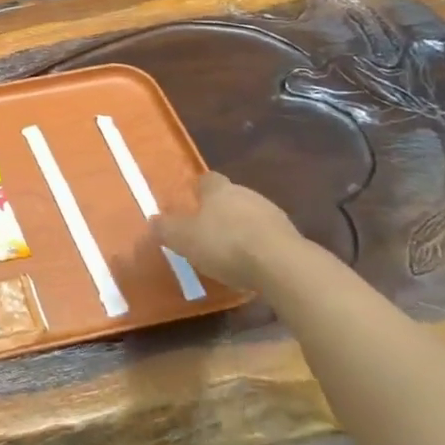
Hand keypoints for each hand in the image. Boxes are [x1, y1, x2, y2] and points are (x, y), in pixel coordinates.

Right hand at [153, 173, 303, 292]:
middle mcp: (247, 194)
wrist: (281, 265)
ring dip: (242, 228)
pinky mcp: (292, 237)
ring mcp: (273, 214)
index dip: (199, 189)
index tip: (192, 200)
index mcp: (219, 190)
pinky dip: (259, 246)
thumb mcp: (183, 238)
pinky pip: (268, 237)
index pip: (208, 179)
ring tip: (230, 251)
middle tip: (207, 230)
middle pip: (231, 197)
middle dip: (221, 211)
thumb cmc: (224, 243)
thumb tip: (153, 220)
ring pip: (252, 216)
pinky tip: (252, 264)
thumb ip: (166, 228)